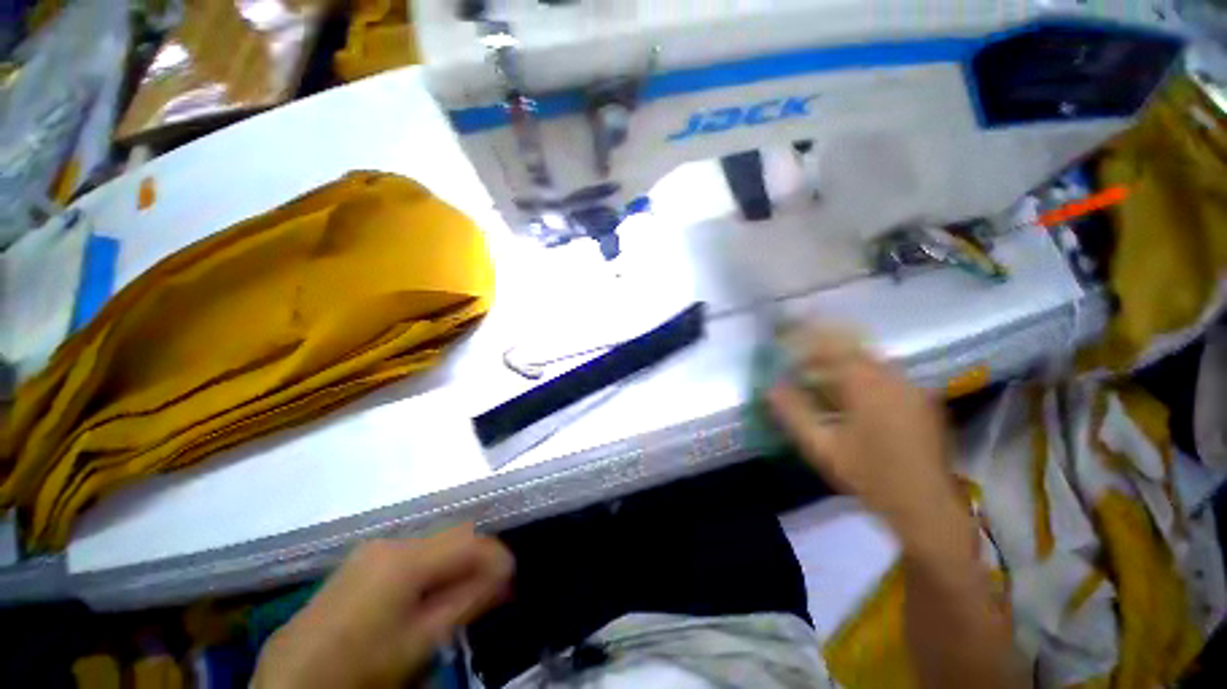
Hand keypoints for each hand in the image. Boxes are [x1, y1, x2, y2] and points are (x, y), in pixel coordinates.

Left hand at [254, 525, 513, 688]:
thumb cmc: (362, 666)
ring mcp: (371, 551)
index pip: (469, 539)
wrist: (291, 684)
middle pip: (451, 536)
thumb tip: (506, 574)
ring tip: (465, 593)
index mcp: (405, 556)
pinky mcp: (359, 564)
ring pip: (432, 545)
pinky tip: (429, 595)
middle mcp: (390, 541)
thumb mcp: (421, 642)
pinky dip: (429, 569)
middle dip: (476, 558)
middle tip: (493, 587)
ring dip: (454, 564)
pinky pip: (409, 555)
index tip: (512, 577)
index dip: (497, 554)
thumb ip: (468, 601)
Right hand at [767, 327, 958, 536]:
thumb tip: (770, 387)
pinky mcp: (921, 400)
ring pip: (868, 362)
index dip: (806, 337)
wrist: (927, 507)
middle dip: (821, 350)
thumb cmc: (870, 476)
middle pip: (852, 349)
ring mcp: (911, 388)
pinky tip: (848, 397)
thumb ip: (793, 413)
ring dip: (840, 364)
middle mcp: (893, 377)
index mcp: (868, 385)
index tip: (786, 335)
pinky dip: (859, 376)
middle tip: (798, 360)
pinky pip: (883, 375)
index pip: (833, 346)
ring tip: (817, 378)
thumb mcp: (822, 447)